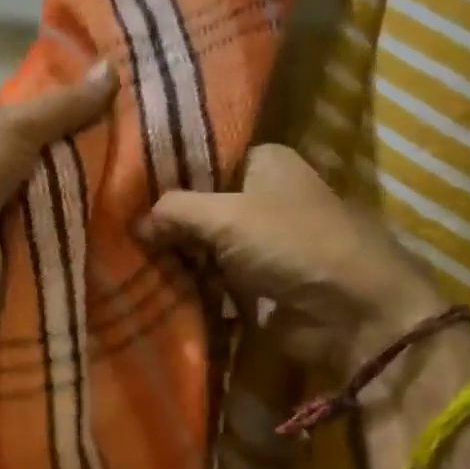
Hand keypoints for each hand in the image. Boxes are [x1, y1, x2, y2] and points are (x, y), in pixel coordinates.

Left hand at [0, 61, 118, 308]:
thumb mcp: (17, 127)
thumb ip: (65, 105)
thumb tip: (111, 69)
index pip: (6, 104)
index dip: (45, 103)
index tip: (91, 103)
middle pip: (27, 145)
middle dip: (65, 146)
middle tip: (115, 138)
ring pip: (38, 183)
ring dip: (69, 182)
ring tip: (120, 170)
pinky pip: (40, 217)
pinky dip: (64, 214)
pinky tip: (103, 206)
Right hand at [145, 144, 448, 374]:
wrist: (353, 312)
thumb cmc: (294, 243)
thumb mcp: (226, 216)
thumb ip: (174, 210)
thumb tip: (133, 223)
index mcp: (265, 160)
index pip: (202, 157)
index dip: (166, 172)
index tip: (123, 185)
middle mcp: (264, 194)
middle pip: (201, 201)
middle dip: (165, 217)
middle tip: (116, 224)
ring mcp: (262, 239)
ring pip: (204, 240)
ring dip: (175, 252)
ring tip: (124, 253)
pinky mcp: (260, 278)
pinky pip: (214, 274)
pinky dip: (191, 279)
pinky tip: (151, 280)